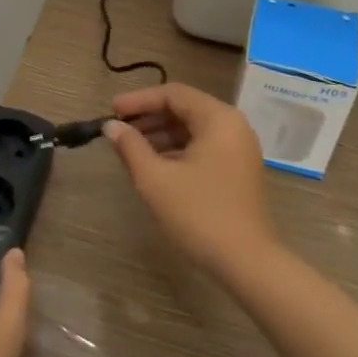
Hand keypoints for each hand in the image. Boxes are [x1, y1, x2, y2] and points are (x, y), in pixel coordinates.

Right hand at [104, 82, 277, 278]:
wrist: (246, 262)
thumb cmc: (199, 214)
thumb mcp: (156, 179)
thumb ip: (131, 147)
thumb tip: (111, 127)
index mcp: (218, 119)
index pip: (173, 94)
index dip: (139, 100)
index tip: (111, 112)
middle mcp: (233, 126)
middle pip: (185, 108)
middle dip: (149, 117)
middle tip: (118, 130)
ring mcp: (239, 149)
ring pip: (194, 129)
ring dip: (161, 134)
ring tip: (131, 149)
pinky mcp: (238, 170)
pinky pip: (204, 146)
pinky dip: (177, 149)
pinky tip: (155, 165)